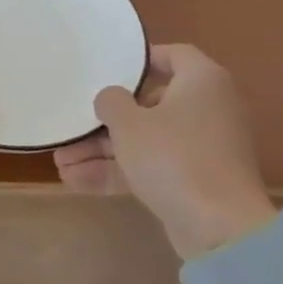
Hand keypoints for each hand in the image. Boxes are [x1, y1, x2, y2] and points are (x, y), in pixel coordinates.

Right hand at [82, 44, 275, 259]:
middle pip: (150, 104)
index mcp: (202, 82)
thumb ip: (111, 102)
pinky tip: (76, 181)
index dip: (139, 60)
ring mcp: (202, 148)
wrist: (221, 229)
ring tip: (61, 162)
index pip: (173, 55)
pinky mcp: (195, 181)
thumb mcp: (128, 123)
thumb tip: (111, 98)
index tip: (108, 69)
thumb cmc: (174, 157)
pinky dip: (119, 172)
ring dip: (104, 151)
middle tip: (74, 125)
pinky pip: (152, 167)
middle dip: (106, 120)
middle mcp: (208, 109)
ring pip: (146, 140)